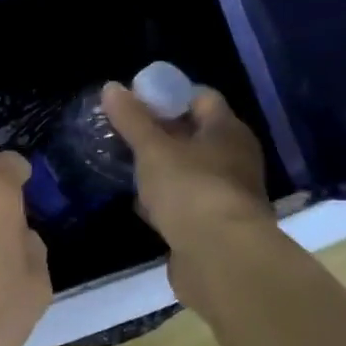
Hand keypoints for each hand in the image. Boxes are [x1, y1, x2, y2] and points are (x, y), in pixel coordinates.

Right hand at [100, 82, 273, 296]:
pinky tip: (140, 203)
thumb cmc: (190, 190)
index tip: (135, 100)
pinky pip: (185, 202)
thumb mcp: (153, 150)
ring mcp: (225, 193)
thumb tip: (111, 87)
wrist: (221, 258)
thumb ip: (132, 120)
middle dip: (160, 132)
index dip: (167, 94)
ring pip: (188, 170)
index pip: (200, 97)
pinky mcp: (213, 224)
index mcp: (227, 131)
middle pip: (194, 134)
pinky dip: (164, 200)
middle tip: (125, 132)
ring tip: (126, 166)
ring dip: (161, 168)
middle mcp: (234, 158)